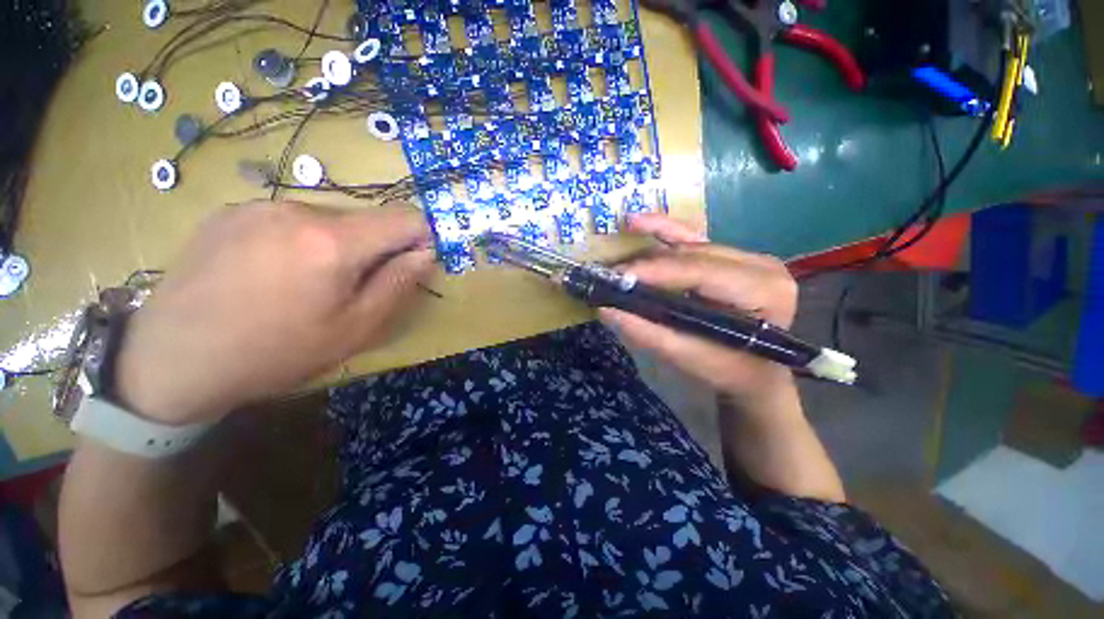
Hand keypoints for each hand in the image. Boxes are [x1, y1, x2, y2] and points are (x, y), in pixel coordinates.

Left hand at [115, 201, 434, 425]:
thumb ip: (398, 285)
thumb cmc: (275, 353)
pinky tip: (270, 274)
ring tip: (306, 284)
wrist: (171, 361)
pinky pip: (288, 219)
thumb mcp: (354, 329)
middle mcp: (297, 209)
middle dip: (375, 248)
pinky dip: (299, 240)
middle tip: (351, 288)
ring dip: (336, 245)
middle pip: (365, 218)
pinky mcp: (228, 212)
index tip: (413, 263)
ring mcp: (257, 206)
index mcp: (333, 241)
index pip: (405, 218)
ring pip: (327, 218)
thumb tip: (425, 254)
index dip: (421, 237)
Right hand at [600, 214, 798, 402]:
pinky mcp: (730, 256)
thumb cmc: (729, 371)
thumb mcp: (689, 358)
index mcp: (764, 290)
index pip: (701, 272)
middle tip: (612, 275)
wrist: (754, 374)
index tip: (618, 276)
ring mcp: (747, 257)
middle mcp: (760, 265)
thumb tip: (606, 310)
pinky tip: (639, 222)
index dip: (656, 271)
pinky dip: (664, 231)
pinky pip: (693, 239)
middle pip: (693, 255)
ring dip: (651, 249)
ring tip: (619, 255)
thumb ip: (648, 333)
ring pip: (689, 245)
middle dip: (649, 264)